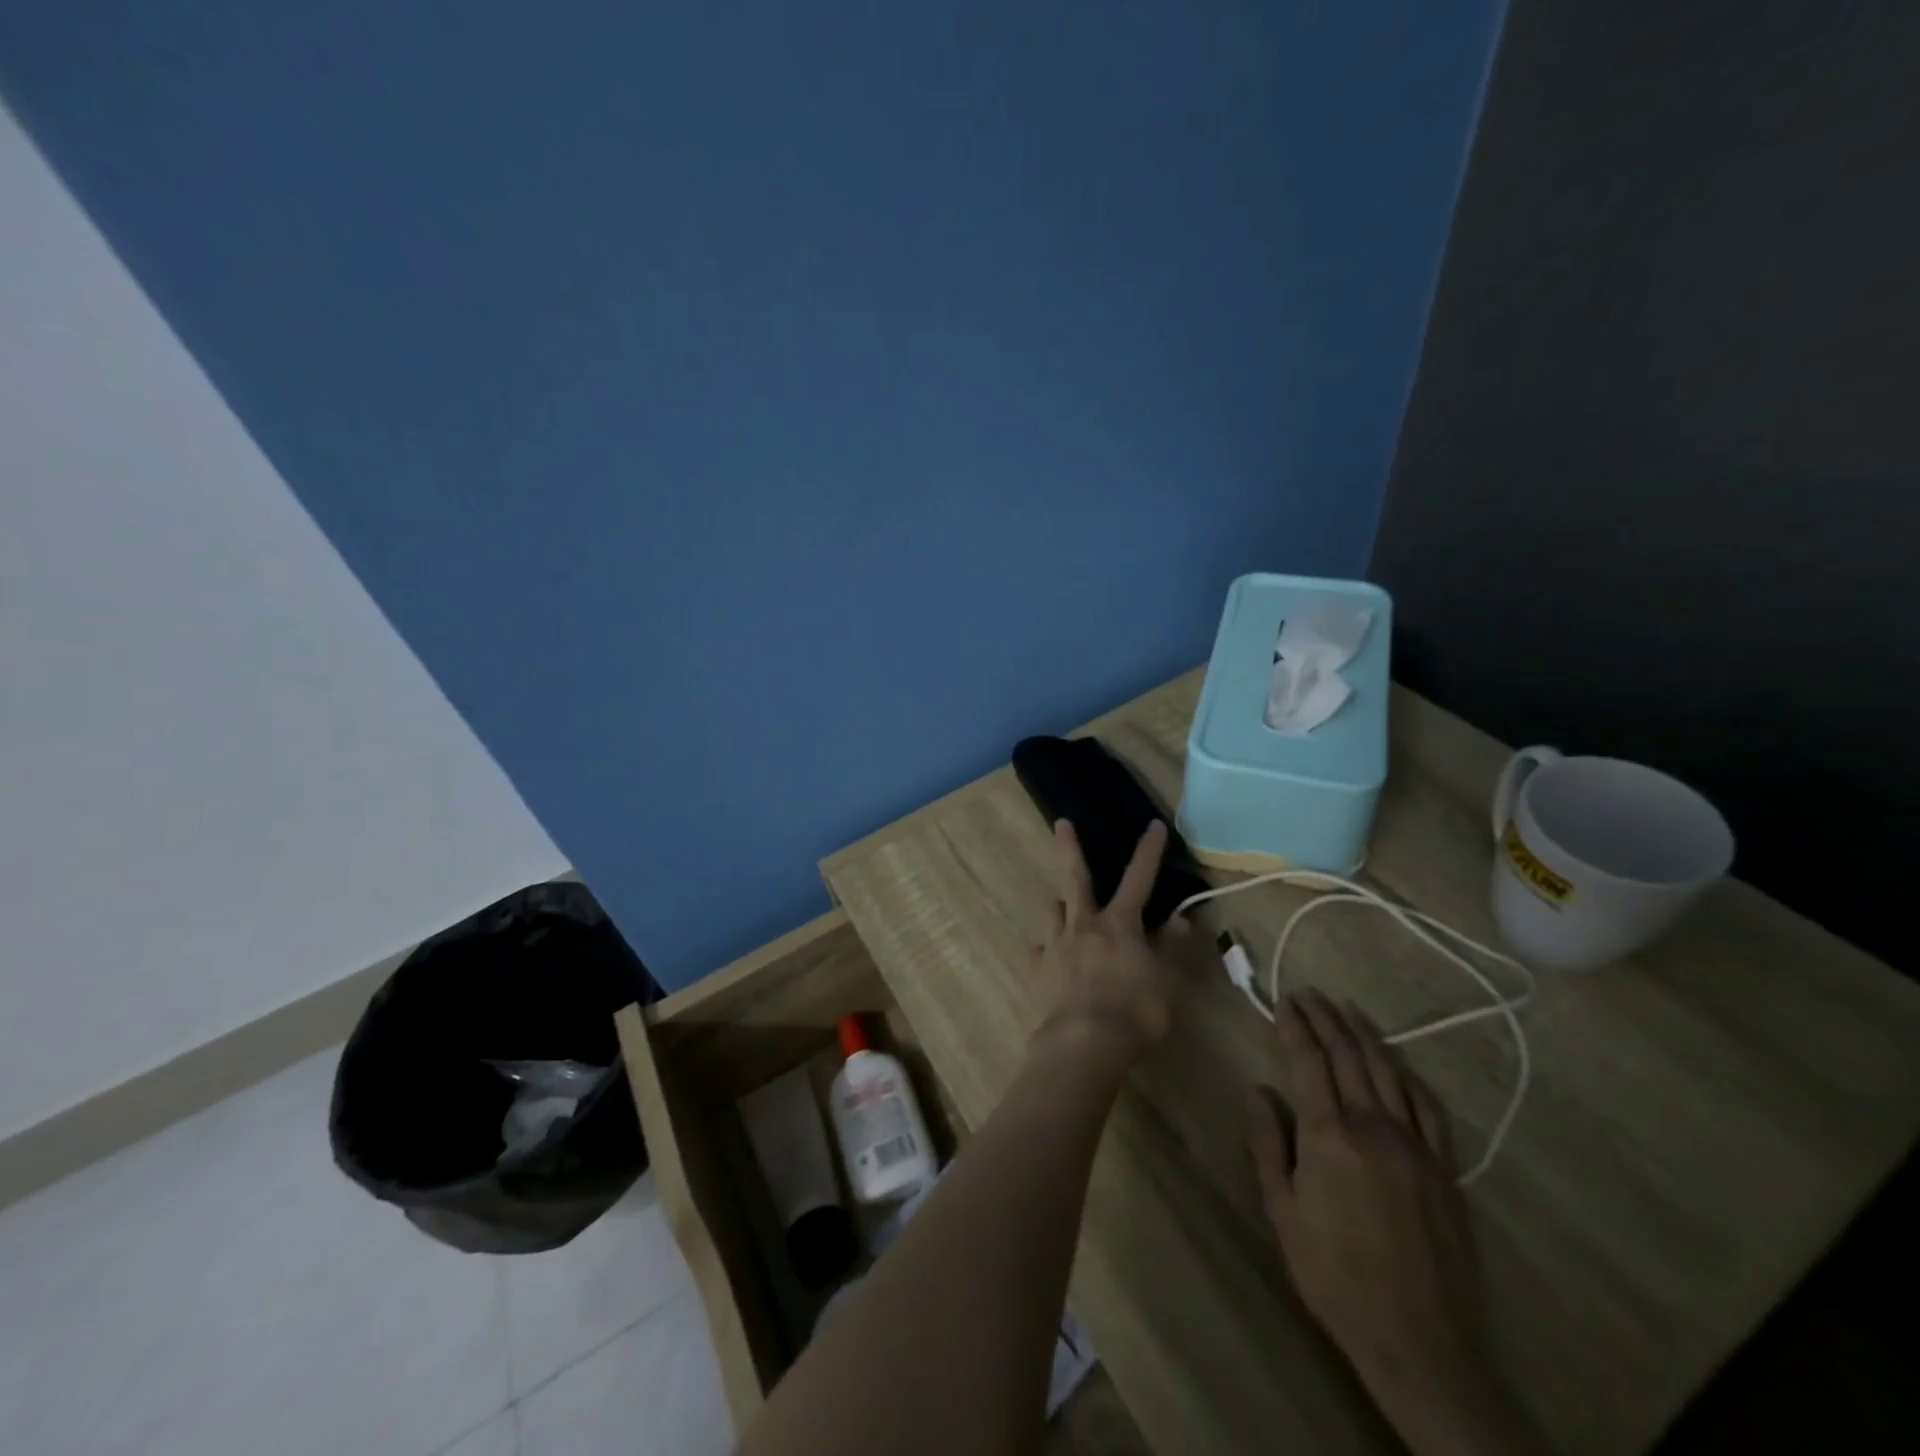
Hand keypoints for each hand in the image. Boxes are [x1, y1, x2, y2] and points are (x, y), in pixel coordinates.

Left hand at [1032, 819, 1201, 1067]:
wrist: (1082, 1045)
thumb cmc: (1134, 1014)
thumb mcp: (1166, 984)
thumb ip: (1172, 949)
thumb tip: (1181, 919)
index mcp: (1120, 925)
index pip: (1139, 879)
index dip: (1148, 851)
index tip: (1153, 824)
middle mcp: (1084, 925)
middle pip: (1076, 877)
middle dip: (1070, 847)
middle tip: (1060, 823)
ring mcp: (1056, 944)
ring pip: (1055, 910)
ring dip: (1061, 905)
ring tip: (1064, 908)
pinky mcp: (1037, 968)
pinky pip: (1041, 950)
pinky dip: (1047, 949)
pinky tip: (1049, 957)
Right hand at [1249, 992, 1548, 1455]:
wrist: (1418, 1340)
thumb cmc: (1334, 1275)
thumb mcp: (1283, 1212)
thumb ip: (1270, 1144)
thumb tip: (1258, 1090)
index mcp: (1329, 1135)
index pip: (1309, 1061)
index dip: (1296, 1027)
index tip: (1285, 1001)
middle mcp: (1374, 1126)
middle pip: (1349, 1056)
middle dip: (1326, 1019)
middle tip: (1309, 993)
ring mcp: (1415, 1145)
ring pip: (1389, 1071)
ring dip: (1365, 1034)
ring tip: (1348, 1009)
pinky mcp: (1444, 1168)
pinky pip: (1428, 1106)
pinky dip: (1409, 1074)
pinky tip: (1398, 1062)